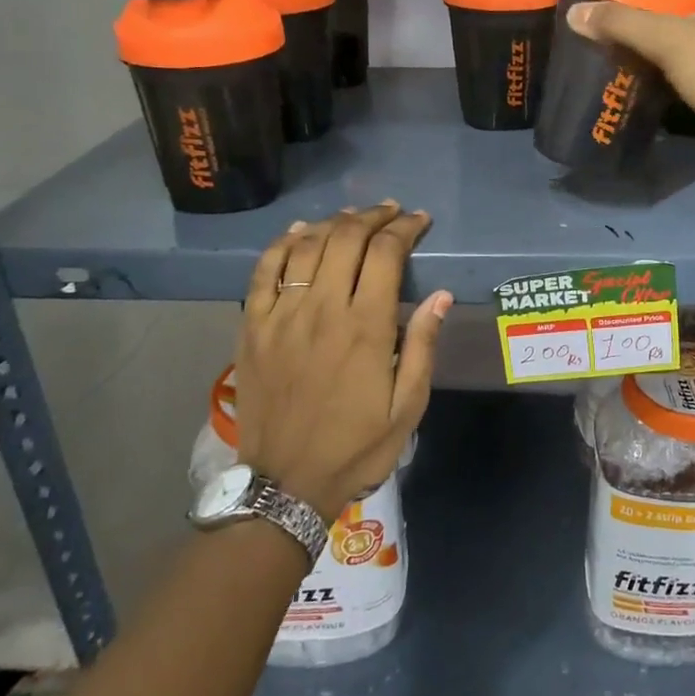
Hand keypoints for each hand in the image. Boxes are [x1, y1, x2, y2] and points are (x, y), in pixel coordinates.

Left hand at [236, 205, 450, 523]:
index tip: (419, 220)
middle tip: (391, 212)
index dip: (405, 228)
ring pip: (307, 246)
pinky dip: (283, 243)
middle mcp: (322, 309)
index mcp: (365, 328)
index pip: (386, 254)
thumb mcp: (407, 406)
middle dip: (373, 217)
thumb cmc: (356, 447)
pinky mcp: (253, 326)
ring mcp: (282, 315)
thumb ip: (422, 346)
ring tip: (354, 217)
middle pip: (346, 239)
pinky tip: (300, 232)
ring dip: (334, 223)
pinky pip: (265, 270)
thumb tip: (441, 295)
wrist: (285, 483)